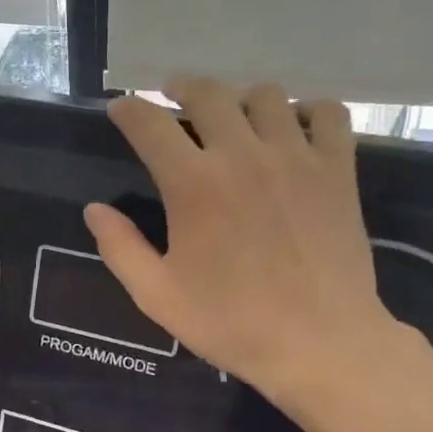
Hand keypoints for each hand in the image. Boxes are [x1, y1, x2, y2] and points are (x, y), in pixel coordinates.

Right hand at [84, 78, 395, 401]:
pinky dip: (307, 112)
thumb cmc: (231, 323)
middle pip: (208, 93)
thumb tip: (95, 210)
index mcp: (193, 184)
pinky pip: (327, 113)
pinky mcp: (337, 170)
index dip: (129, 110)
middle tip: (173, 99)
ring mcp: (296, 157)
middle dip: (181, 88)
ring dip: (240, 99)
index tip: (121, 109)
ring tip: (233, 118)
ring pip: (266, 95)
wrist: (319, 343)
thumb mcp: (158, 295)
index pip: (150, 124)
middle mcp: (242, 155)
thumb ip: (120, 248)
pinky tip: (294, 132)